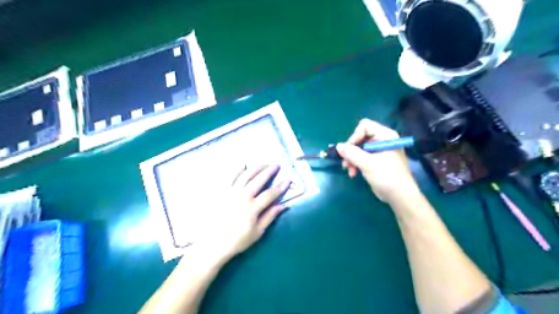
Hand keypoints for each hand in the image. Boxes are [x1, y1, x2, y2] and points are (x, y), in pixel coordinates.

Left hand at [196, 165, 289, 262]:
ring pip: (245, 175)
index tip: (288, 179)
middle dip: (269, 171)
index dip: (280, 186)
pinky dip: (237, 169)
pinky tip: (243, 164)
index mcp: (252, 208)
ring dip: (255, 167)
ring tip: (263, 162)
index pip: (270, 194)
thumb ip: (270, 217)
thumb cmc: (237, 240)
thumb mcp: (257, 232)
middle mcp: (242, 197)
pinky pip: (229, 177)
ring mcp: (230, 193)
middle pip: (258, 180)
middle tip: (276, 165)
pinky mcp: (221, 192)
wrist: (213, 244)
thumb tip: (282, 205)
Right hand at [335, 118, 418, 201]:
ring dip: (351, 158)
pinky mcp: (376, 160)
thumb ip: (351, 153)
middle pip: (360, 137)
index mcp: (385, 136)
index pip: (365, 126)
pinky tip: (353, 173)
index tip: (349, 150)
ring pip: (359, 148)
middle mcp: (382, 140)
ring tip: (349, 170)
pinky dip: (356, 163)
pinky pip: (362, 157)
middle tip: (345, 162)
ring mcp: (379, 151)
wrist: (399, 196)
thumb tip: (337, 146)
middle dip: (351, 150)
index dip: (354, 137)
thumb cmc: (387, 176)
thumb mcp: (367, 164)